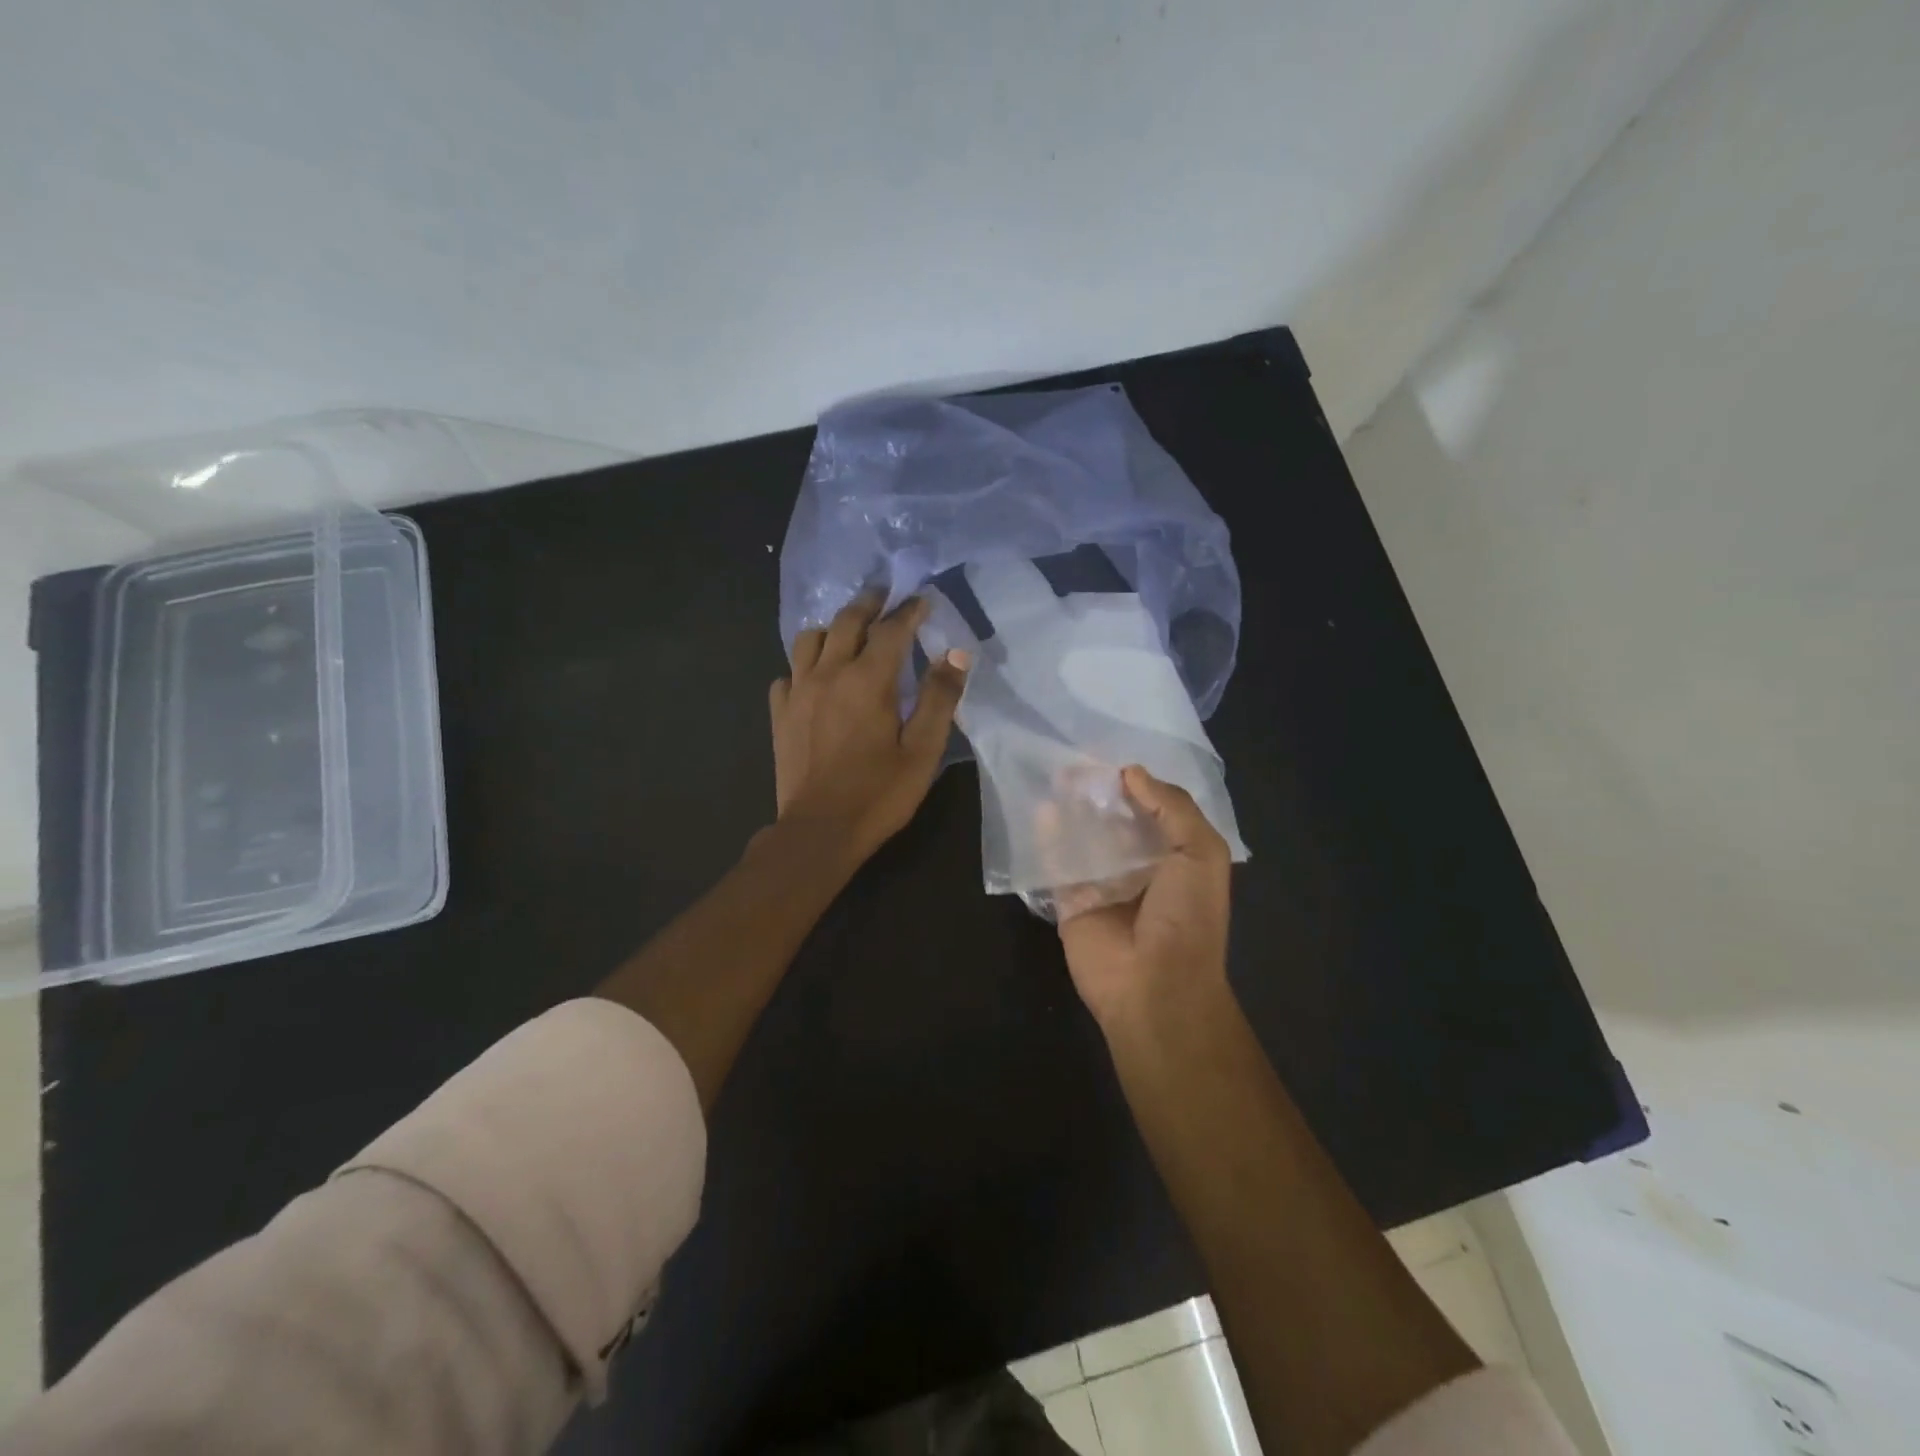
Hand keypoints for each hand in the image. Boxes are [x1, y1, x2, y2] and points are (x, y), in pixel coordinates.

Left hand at [770, 594, 970, 862]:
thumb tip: (956, 653)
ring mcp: (798, 691)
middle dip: (869, 604)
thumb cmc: (878, 793)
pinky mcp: (779, 713)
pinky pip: (789, 673)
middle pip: (846, 621)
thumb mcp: (922, 750)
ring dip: (832, 627)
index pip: (891, 629)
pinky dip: (805, 665)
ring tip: (847, 631)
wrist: (819, 831)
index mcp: (867, 680)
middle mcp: (828, 673)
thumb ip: (939, 698)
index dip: (909, 610)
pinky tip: (816, 678)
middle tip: (885, 595)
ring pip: (809, 639)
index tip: (922, 600)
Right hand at [1057, 767, 1232, 1029]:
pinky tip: (1040, 809)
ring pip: (1083, 837)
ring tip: (1055, 775)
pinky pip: (1056, 864)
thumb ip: (1172, 807)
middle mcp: (1138, 866)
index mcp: (1175, 855)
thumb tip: (1131, 772)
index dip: (1134, 782)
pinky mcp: (1070, 901)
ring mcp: (1102, 884)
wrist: (1156, 986)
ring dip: (1070, 809)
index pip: (1152, 808)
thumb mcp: (1201, 853)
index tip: (1109, 754)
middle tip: (1074, 762)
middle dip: (1097, 792)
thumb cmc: (1187, 917)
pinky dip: (1047, 838)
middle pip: (1113, 820)